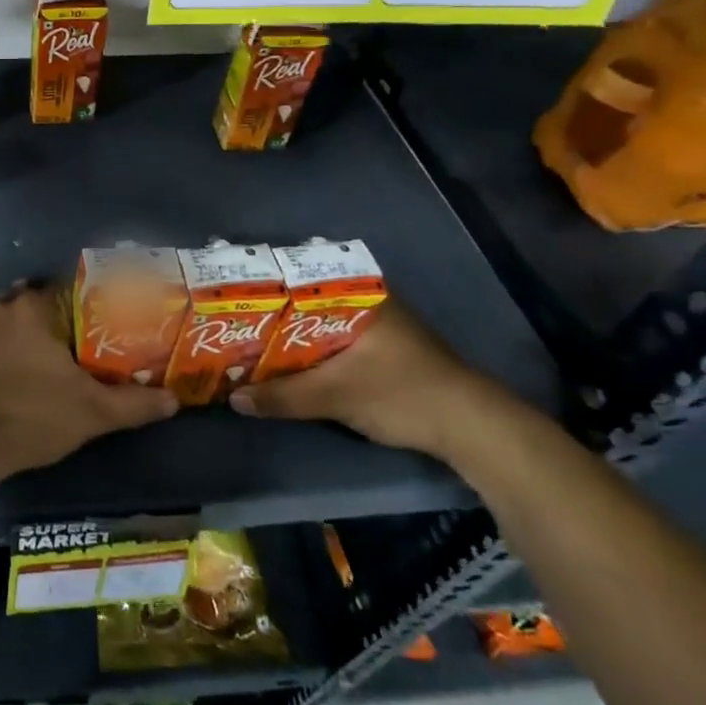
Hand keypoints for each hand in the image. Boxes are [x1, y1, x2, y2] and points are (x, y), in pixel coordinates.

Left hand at [0, 281, 177, 479]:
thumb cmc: (34, 414)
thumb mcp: (93, 411)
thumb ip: (135, 403)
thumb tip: (174, 400)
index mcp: (34, 306)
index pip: (73, 287)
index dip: (97, 301)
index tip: (116, 319)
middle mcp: (5, 306)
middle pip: (46, 301)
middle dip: (69, 316)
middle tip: (96, 339)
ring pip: (21, 318)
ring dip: (41, 330)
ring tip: (68, 353)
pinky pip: (1, 336)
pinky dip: (18, 345)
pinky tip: (34, 368)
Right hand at [228, 301, 517, 460]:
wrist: (473, 428)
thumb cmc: (402, 394)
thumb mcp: (336, 396)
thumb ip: (283, 396)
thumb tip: (234, 399)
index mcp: (359, 295)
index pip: (301, 275)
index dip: (265, 284)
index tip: (232, 293)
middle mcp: (369, 301)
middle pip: (308, 300)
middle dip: (273, 312)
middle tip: (234, 320)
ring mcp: (380, 326)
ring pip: (321, 321)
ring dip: (292, 334)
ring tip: (251, 340)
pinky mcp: (386, 351)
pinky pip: (336, 339)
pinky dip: (311, 349)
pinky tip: (290, 362)